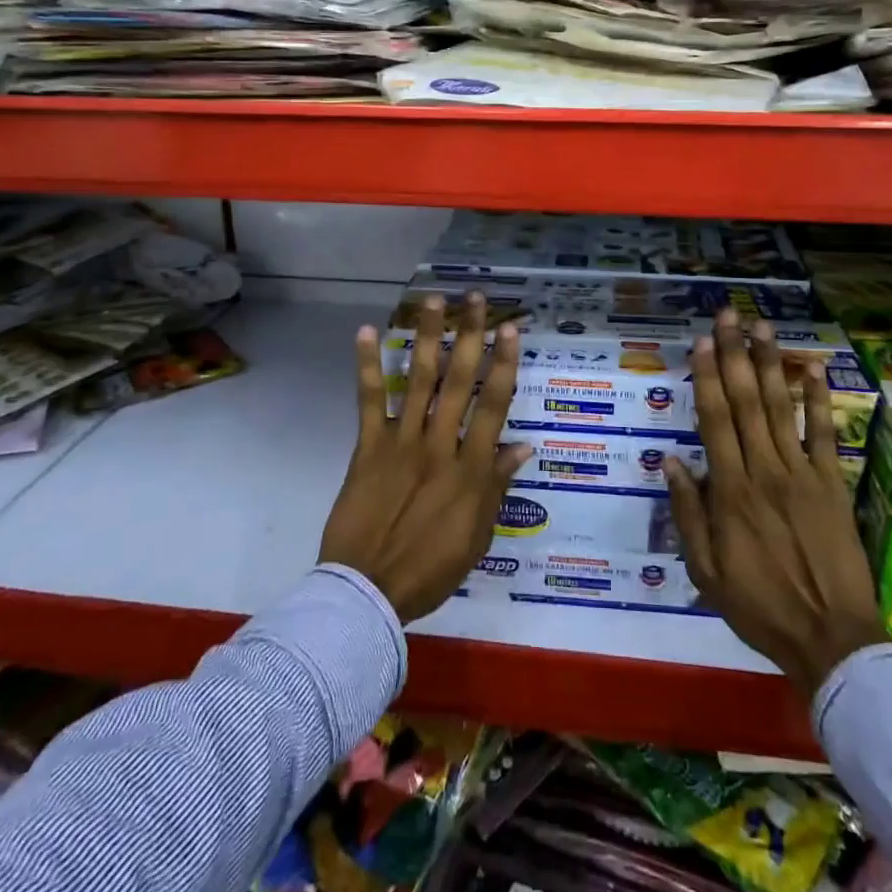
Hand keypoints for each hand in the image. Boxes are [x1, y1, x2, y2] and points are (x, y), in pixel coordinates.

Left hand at [319, 293, 532, 622]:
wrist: (367, 592)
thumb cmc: (431, 569)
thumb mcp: (478, 535)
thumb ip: (497, 486)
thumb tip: (523, 445)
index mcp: (470, 468)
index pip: (493, 405)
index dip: (504, 364)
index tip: (510, 329)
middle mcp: (439, 445)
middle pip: (458, 381)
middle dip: (469, 336)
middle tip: (475, 299)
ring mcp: (401, 443)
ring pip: (418, 380)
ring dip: (427, 338)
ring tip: (433, 301)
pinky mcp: (368, 448)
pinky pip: (369, 401)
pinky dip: (368, 366)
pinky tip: (368, 332)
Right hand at [664, 310, 886, 698]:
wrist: (832, 640)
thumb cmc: (760, 607)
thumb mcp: (706, 572)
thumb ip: (688, 514)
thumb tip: (671, 461)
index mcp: (730, 491)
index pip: (714, 421)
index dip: (707, 377)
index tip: (703, 342)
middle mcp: (764, 471)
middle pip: (745, 402)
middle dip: (736, 354)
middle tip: (729, 316)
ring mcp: (802, 474)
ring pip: (780, 408)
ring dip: (770, 364)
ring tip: (763, 327)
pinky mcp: (833, 485)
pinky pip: (825, 435)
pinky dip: (819, 400)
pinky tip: (814, 368)